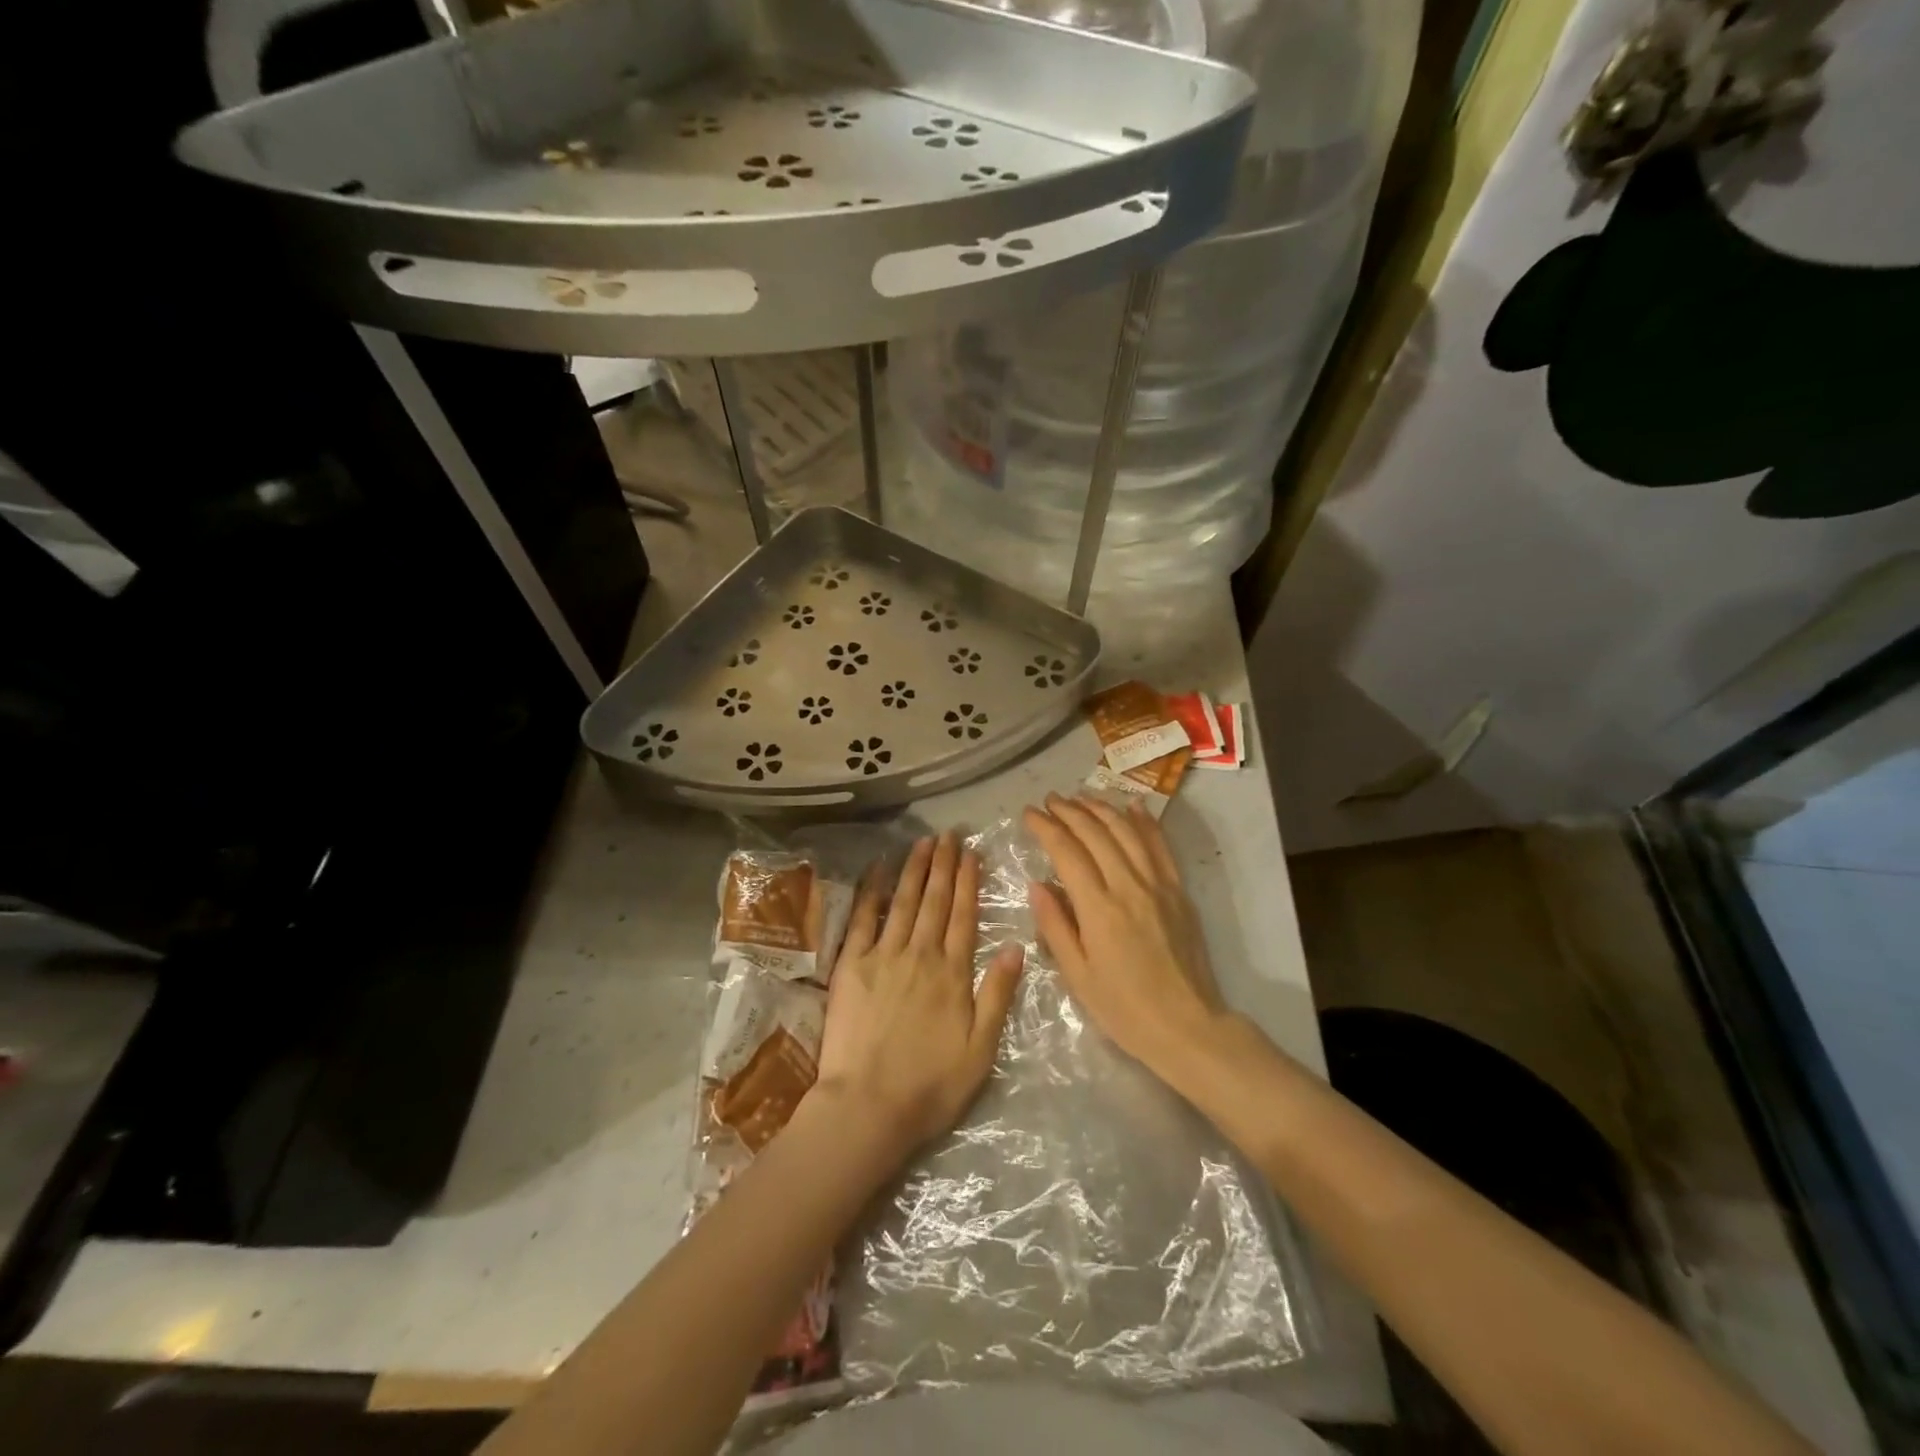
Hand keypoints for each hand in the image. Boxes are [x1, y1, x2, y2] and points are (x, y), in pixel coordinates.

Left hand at [813, 832, 1023, 1158]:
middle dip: (944, 864)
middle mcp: (921, 954)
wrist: (868, 1106)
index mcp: (953, 972)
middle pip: (935, 900)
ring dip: (915, 869)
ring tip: (923, 842)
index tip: (971, 853)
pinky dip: (872, 890)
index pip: (964, 915)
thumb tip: (1016, 947)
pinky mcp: (852, 965)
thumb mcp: (981, 1049)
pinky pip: (863, 918)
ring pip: (904, 901)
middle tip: (949, 834)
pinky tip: (879, 868)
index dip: (968, 881)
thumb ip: (998, 995)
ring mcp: (884, 956)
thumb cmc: (931, 1085)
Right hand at [1023, 794, 1224, 1078]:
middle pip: (1096, 833)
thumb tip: (1038, 884)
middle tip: (1049, 800)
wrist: (1188, 1026)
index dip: (1046, 828)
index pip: (1067, 852)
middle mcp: (1128, 886)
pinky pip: (1160, 846)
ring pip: (1126, 832)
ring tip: (1080, 797)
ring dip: (1101, 809)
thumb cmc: (1124, 1009)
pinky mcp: (1178, 891)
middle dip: (1069, 811)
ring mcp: (1158, 885)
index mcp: (1099, 909)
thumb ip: (1056, 926)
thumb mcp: (1078, 976)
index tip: (1029, 814)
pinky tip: (1132, 806)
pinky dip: (1145, 822)